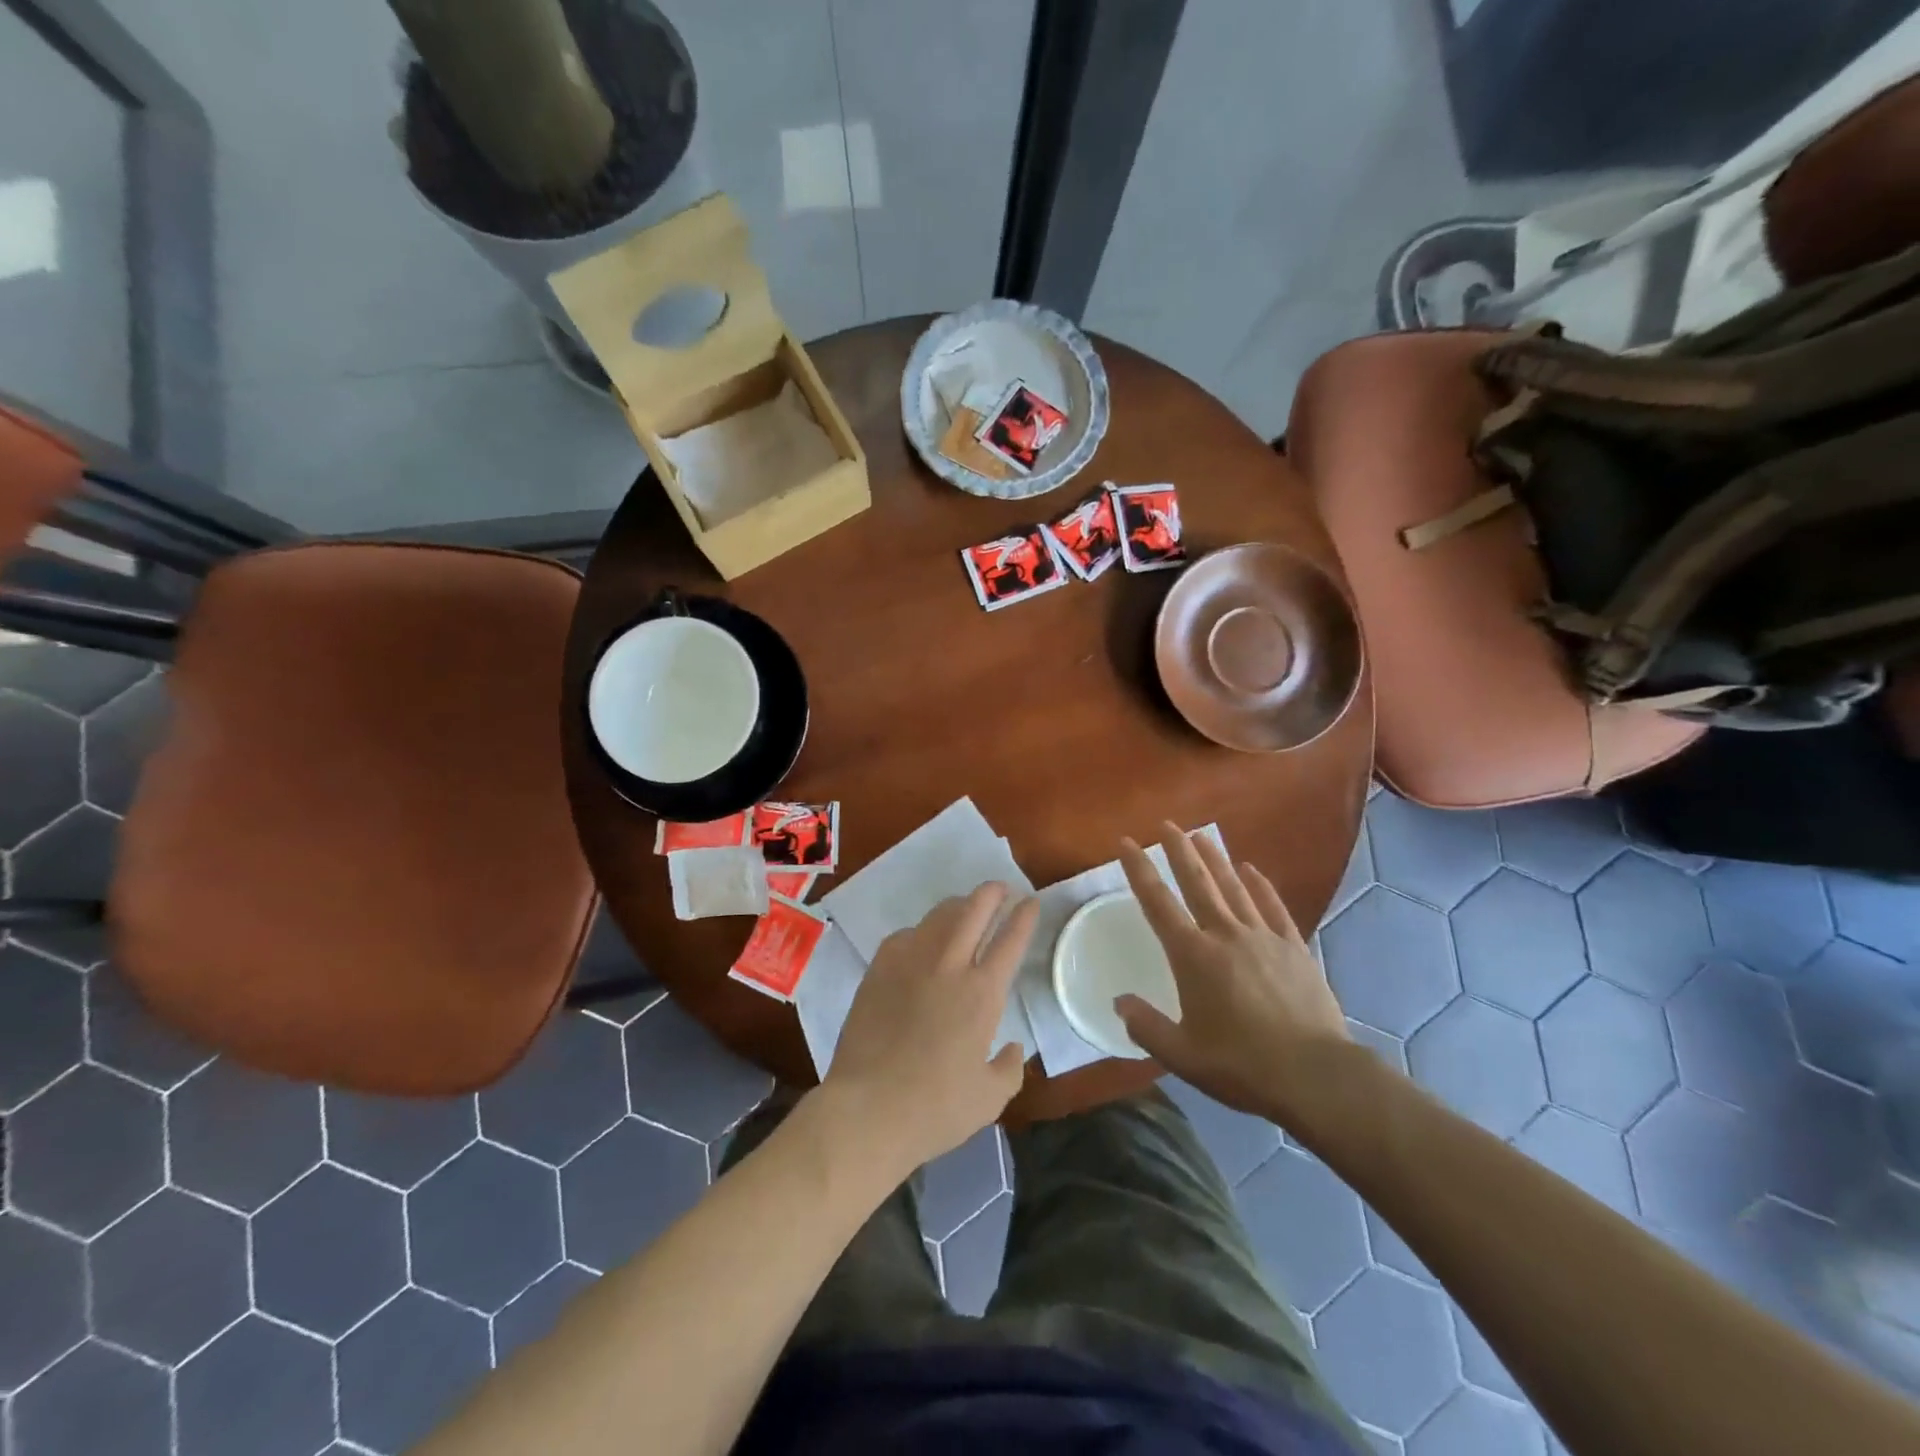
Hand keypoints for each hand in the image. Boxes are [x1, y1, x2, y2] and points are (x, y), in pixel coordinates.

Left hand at [821, 883, 1038, 1173]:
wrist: (868, 1108)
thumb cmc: (935, 1108)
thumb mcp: (990, 1099)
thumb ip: (1009, 1069)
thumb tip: (1013, 1047)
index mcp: (983, 994)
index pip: (1010, 940)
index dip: (1024, 916)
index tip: (1031, 902)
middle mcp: (949, 966)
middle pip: (975, 909)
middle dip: (992, 893)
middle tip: (1001, 889)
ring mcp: (910, 961)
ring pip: (939, 915)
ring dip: (958, 905)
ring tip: (965, 908)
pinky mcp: (879, 968)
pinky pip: (906, 934)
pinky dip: (922, 931)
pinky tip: (922, 942)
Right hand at [1116, 824, 1352, 1125]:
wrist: (1314, 1075)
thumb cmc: (1241, 1064)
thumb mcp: (1182, 1055)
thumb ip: (1146, 1026)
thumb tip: (1120, 1002)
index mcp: (1192, 956)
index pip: (1157, 902)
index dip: (1139, 870)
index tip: (1126, 842)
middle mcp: (1224, 935)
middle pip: (1197, 882)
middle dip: (1179, 851)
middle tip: (1166, 825)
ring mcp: (1263, 938)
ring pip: (1233, 887)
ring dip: (1216, 859)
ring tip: (1201, 835)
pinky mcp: (1294, 948)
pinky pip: (1272, 907)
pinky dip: (1260, 885)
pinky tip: (1251, 870)